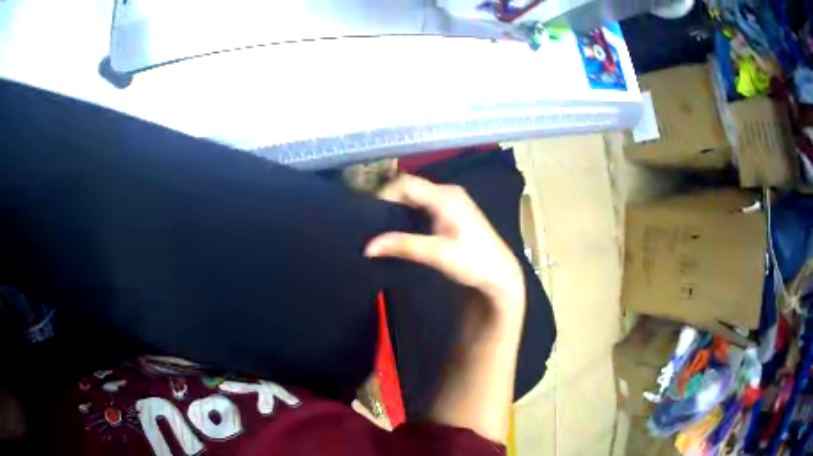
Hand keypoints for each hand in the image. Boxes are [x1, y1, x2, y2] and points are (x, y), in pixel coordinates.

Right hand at [364, 174, 524, 318]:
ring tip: (380, 223)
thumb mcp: (436, 254)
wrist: (500, 274)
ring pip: (417, 195)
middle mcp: (448, 192)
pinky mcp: (453, 210)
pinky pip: (424, 203)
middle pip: (411, 186)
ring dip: (399, 206)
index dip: (384, 193)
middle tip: (370, 219)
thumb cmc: (473, 262)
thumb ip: (402, 246)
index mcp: (445, 196)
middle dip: (389, 199)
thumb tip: (368, 246)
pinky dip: (410, 211)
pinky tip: (401, 227)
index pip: (405, 183)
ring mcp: (452, 200)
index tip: (367, 212)